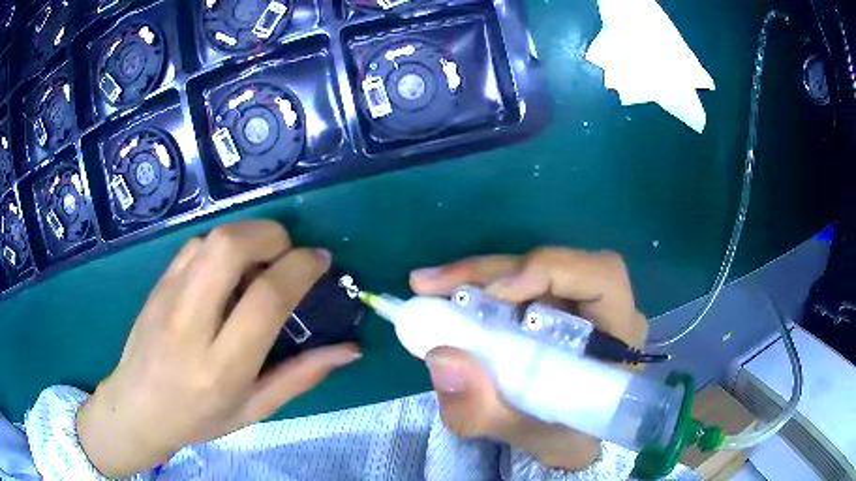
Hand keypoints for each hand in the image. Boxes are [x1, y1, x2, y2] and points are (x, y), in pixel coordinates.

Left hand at [77, 221, 360, 476]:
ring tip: (261, 261)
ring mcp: (168, 297)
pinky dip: (222, 245)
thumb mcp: (255, 409)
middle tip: (288, 252)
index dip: (300, 268)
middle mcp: (191, 324)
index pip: (265, 298)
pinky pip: (195, 246)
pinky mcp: (157, 283)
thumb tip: (350, 349)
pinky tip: (228, 270)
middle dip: (271, 235)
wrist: (137, 407)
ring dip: (247, 236)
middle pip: (230, 247)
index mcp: (222, 366)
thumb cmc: (200, 418)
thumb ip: (302, 376)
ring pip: (211, 238)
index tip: (320, 260)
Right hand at [410, 248, 647, 470]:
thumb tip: (441, 356)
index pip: (602, 277)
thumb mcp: (523, 435)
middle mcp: (604, 309)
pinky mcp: (554, 305)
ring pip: (531, 269)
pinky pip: (518, 285)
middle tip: (431, 283)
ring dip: (479, 276)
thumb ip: (483, 410)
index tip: (495, 294)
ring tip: (430, 287)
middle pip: (556, 265)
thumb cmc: (561, 437)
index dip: (550, 271)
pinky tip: (449, 297)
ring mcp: (577, 303)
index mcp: (618, 337)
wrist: (566, 440)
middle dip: (492, 271)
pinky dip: (481, 288)